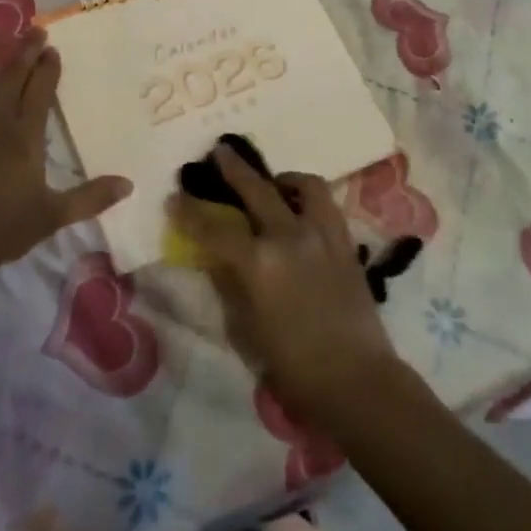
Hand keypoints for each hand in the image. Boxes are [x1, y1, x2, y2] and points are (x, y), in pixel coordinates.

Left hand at [0, 31, 130, 265]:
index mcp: (26, 135)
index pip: (40, 93)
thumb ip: (91, 197)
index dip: (47, 70)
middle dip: (24, 52)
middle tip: (33, 30)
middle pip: (12, 77)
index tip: (52, 48)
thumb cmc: (4, 225)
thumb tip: (130, 184)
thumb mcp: (54, 214)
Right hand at [168, 143, 401, 430]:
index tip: (174, 198)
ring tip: (273, 182)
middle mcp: (289, 237)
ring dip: (281, 178)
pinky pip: (326, 203)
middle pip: (256, 189)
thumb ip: (230, 284)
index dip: (190, 212)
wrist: (356, 379)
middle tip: (219, 151)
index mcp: (259, 264)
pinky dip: (308, 197)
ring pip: (302, 185)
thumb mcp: (246, 329)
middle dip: (233, 169)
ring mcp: (321, 234)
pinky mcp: (345, 240)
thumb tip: (217, 256)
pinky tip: (300, 207)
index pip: (215, 228)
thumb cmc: (293, 366)